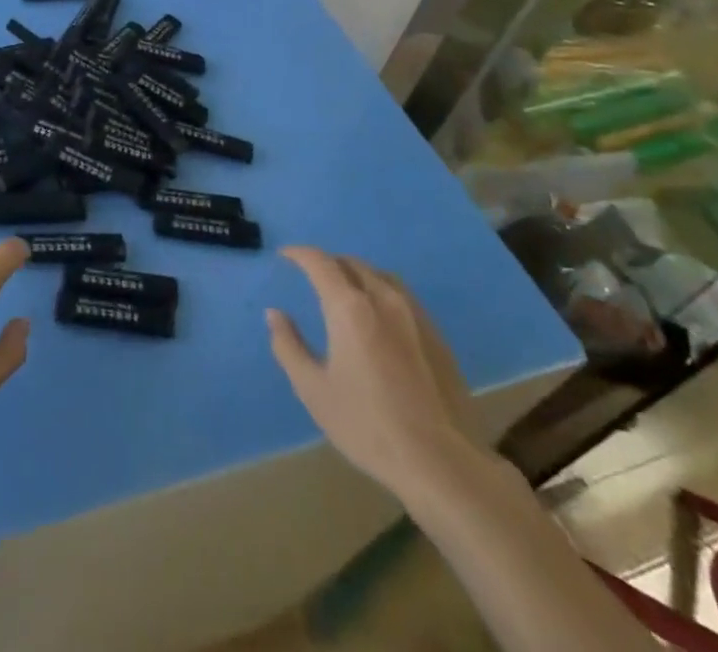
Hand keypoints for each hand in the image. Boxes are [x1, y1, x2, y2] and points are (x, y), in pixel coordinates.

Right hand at [266, 247, 483, 494]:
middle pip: (352, 263)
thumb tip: (275, 314)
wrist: (442, 463)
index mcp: (350, 308)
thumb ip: (289, 346)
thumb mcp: (314, 390)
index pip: (320, 262)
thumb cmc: (368, 426)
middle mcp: (383, 299)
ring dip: (357, 275)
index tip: (285, 255)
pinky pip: (403, 297)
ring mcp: (415, 315)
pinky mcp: (437, 336)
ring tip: (346, 293)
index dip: (299, 253)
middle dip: (328, 263)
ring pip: (380, 276)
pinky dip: (381, 293)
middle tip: (312, 277)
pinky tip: (379, 320)